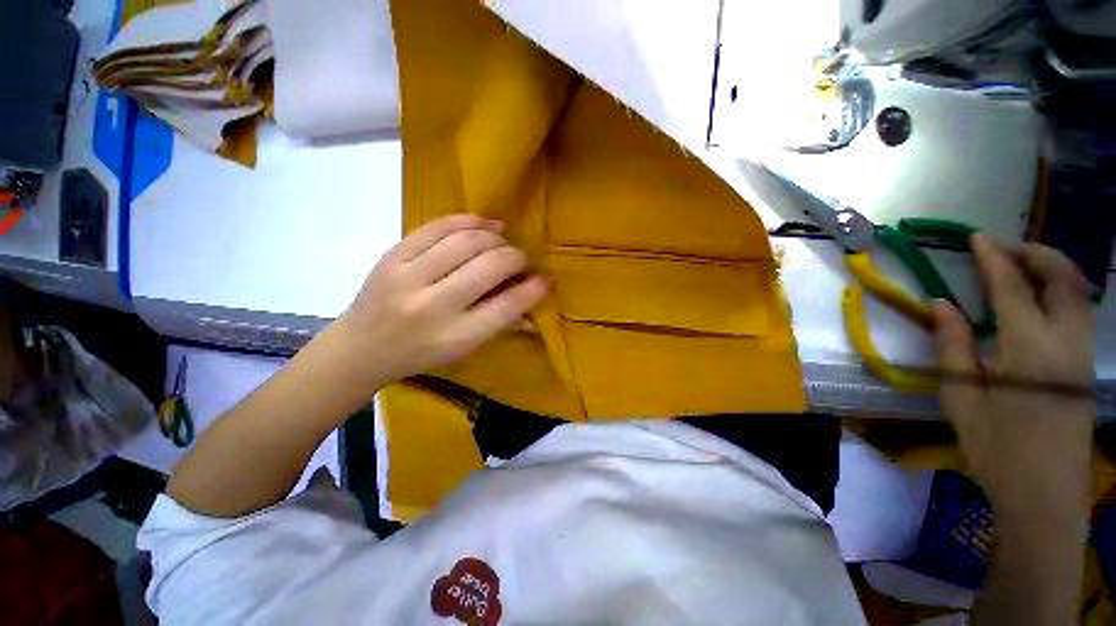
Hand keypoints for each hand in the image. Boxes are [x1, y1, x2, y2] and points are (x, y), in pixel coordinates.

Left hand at [338, 214, 548, 386]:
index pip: (506, 307)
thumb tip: (534, 300)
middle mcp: (433, 307)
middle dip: (516, 257)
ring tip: (503, 240)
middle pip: (489, 266)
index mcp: (455, 337)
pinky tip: (484, 224)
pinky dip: (467, 220)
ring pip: (465, 241)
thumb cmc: (419, 355)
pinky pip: (436, 227)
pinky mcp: (391, 255)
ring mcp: (408, 277)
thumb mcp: (463, 351)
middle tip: (522, 259)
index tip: (546, 279)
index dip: (533, 289)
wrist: (360, 348)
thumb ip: (501, 324)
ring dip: (494, 237)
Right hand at [932, 235, 1093, 509]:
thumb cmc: (997, 449)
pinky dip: (1059, 290)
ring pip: (1077, 291)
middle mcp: (1065, 342)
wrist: (1045, 495)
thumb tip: (941, 305)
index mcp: (1030, 350)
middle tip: (1002, 248)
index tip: (977, 238)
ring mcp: (1081, 353)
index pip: (1013, 288)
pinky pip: (1078, 310)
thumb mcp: (962, 399)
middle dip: (1035, 253)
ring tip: (1018, 266)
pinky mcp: (1085, 365)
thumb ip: (952, 347)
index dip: (994, 259)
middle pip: (1063, 278)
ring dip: (1050, 268)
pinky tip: (1037, 299)